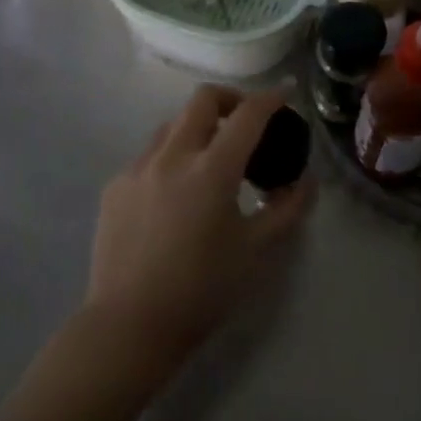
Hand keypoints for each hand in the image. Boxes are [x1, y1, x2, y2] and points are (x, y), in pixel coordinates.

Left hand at [84, 85, 313, 364]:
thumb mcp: (256, 250)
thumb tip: (305, 181)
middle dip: (231, 99)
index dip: (271, 98)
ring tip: (211, 159)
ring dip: (198, 127)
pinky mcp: (115, 186)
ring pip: (172, 124)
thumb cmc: (202, 289)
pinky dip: (171, 157)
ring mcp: (138, 168)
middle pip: (203, 100)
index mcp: (212, 169)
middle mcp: (172, 156)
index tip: (285, 95)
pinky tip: (176, 193)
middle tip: (247, 122)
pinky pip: (149, 155)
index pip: (248, 114)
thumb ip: (287, 209)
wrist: (130, 325)